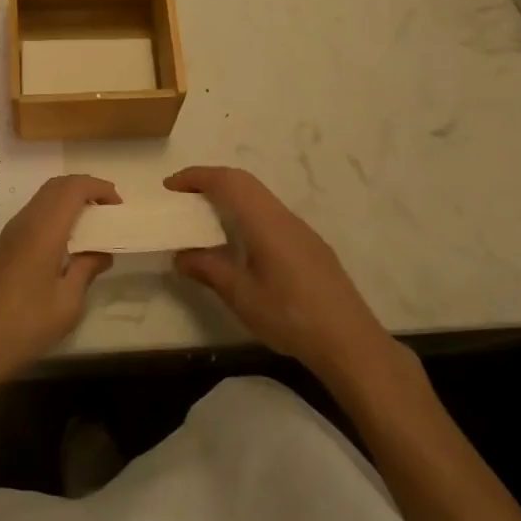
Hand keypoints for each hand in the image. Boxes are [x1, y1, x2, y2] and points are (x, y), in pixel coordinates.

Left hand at [0, 175, 118, 392]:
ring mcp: (9, 233)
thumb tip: (101, 252)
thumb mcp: (67, 303)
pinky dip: (54, 216)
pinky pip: (33, 215)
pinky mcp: (2, 247)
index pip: (73, 188)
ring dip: (68, 202)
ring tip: (92, 228)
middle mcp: (25, 222)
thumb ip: (86, 269)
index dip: (99, 187)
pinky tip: (65, 244)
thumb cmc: (24, 324)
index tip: (119, 206)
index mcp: (44, 229)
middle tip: (108, 212)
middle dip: (85, 189)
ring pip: (43, 199)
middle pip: (57, 186)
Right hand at [167, 166, 402, 385]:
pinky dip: (247, 214)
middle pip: (244, 182)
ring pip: (260, 198)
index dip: (197, 177)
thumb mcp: (241, 295)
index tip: (170, 186)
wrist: (351, 343)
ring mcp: (301, 231)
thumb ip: (209, 269)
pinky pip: (271, 215)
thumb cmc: (290, 315)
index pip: (227, 181)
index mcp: (264, 221)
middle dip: (211, 181)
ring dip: (230, 197)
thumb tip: (181, 256)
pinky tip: (240, 243)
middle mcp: (283, 217)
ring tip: (205, 217)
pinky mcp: (310, 247)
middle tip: (183, 196)